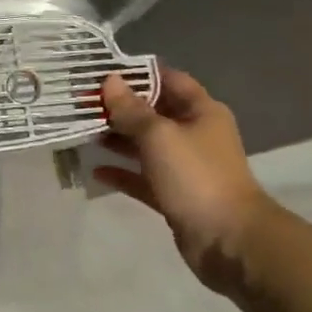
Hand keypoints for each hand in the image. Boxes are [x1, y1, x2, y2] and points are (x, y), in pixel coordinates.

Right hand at [96, 69, 272, 293]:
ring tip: (83, 132)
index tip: (102, 71)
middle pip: (153, 112)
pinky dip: (122, 172)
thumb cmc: (196, 176)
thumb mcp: (159, 135)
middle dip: (120, 108)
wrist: (229, 241)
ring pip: (145, 145)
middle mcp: (194, 134)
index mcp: (201, 111)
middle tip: (82, 103)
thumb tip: (110, 80)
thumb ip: (131, 109)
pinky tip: (95, 170)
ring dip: (117, 139)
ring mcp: (185, 166)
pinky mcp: (174, 195)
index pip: (168, 79)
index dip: (137, 73)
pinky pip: (143, 177)